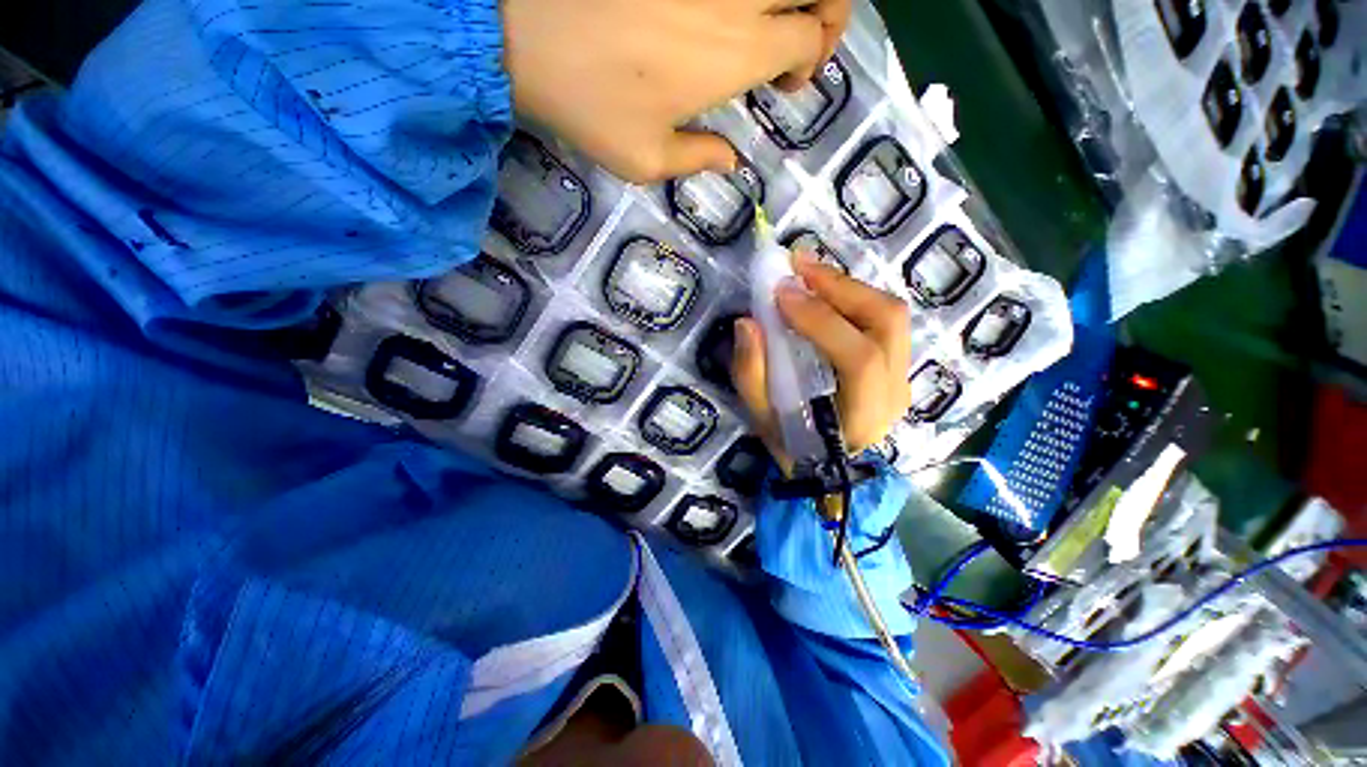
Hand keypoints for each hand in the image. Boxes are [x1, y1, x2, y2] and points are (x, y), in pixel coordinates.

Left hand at [501, 0, 850, 183]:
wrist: (523, 31)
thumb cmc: (590, 105)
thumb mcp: (645, 159)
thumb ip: (697, 160)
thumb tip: (730, 161)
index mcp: (736, 54)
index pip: (809, 39)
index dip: (811, 60)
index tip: (786, 83)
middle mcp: (735, 0)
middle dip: (826, 13)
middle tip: (801, 37)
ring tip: (773, 21)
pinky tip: (732, 9)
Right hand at [732, 252, 912, 469]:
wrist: (827, 466)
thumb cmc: (792, 445)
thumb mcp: (761, 417)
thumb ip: (751, 373)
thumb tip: (748, 322)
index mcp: (862, 417)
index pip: (858, 359)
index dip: (821, 320)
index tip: (781, 293)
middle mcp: (893, 393)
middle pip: (886, 323)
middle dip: (840, 287)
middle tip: (798, 266)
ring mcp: (902, 377)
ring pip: (891, 315)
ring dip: (848, 286)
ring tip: (808, 273)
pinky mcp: (899, 365)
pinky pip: (884, 320)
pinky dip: (854, 298)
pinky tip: (825, 292)